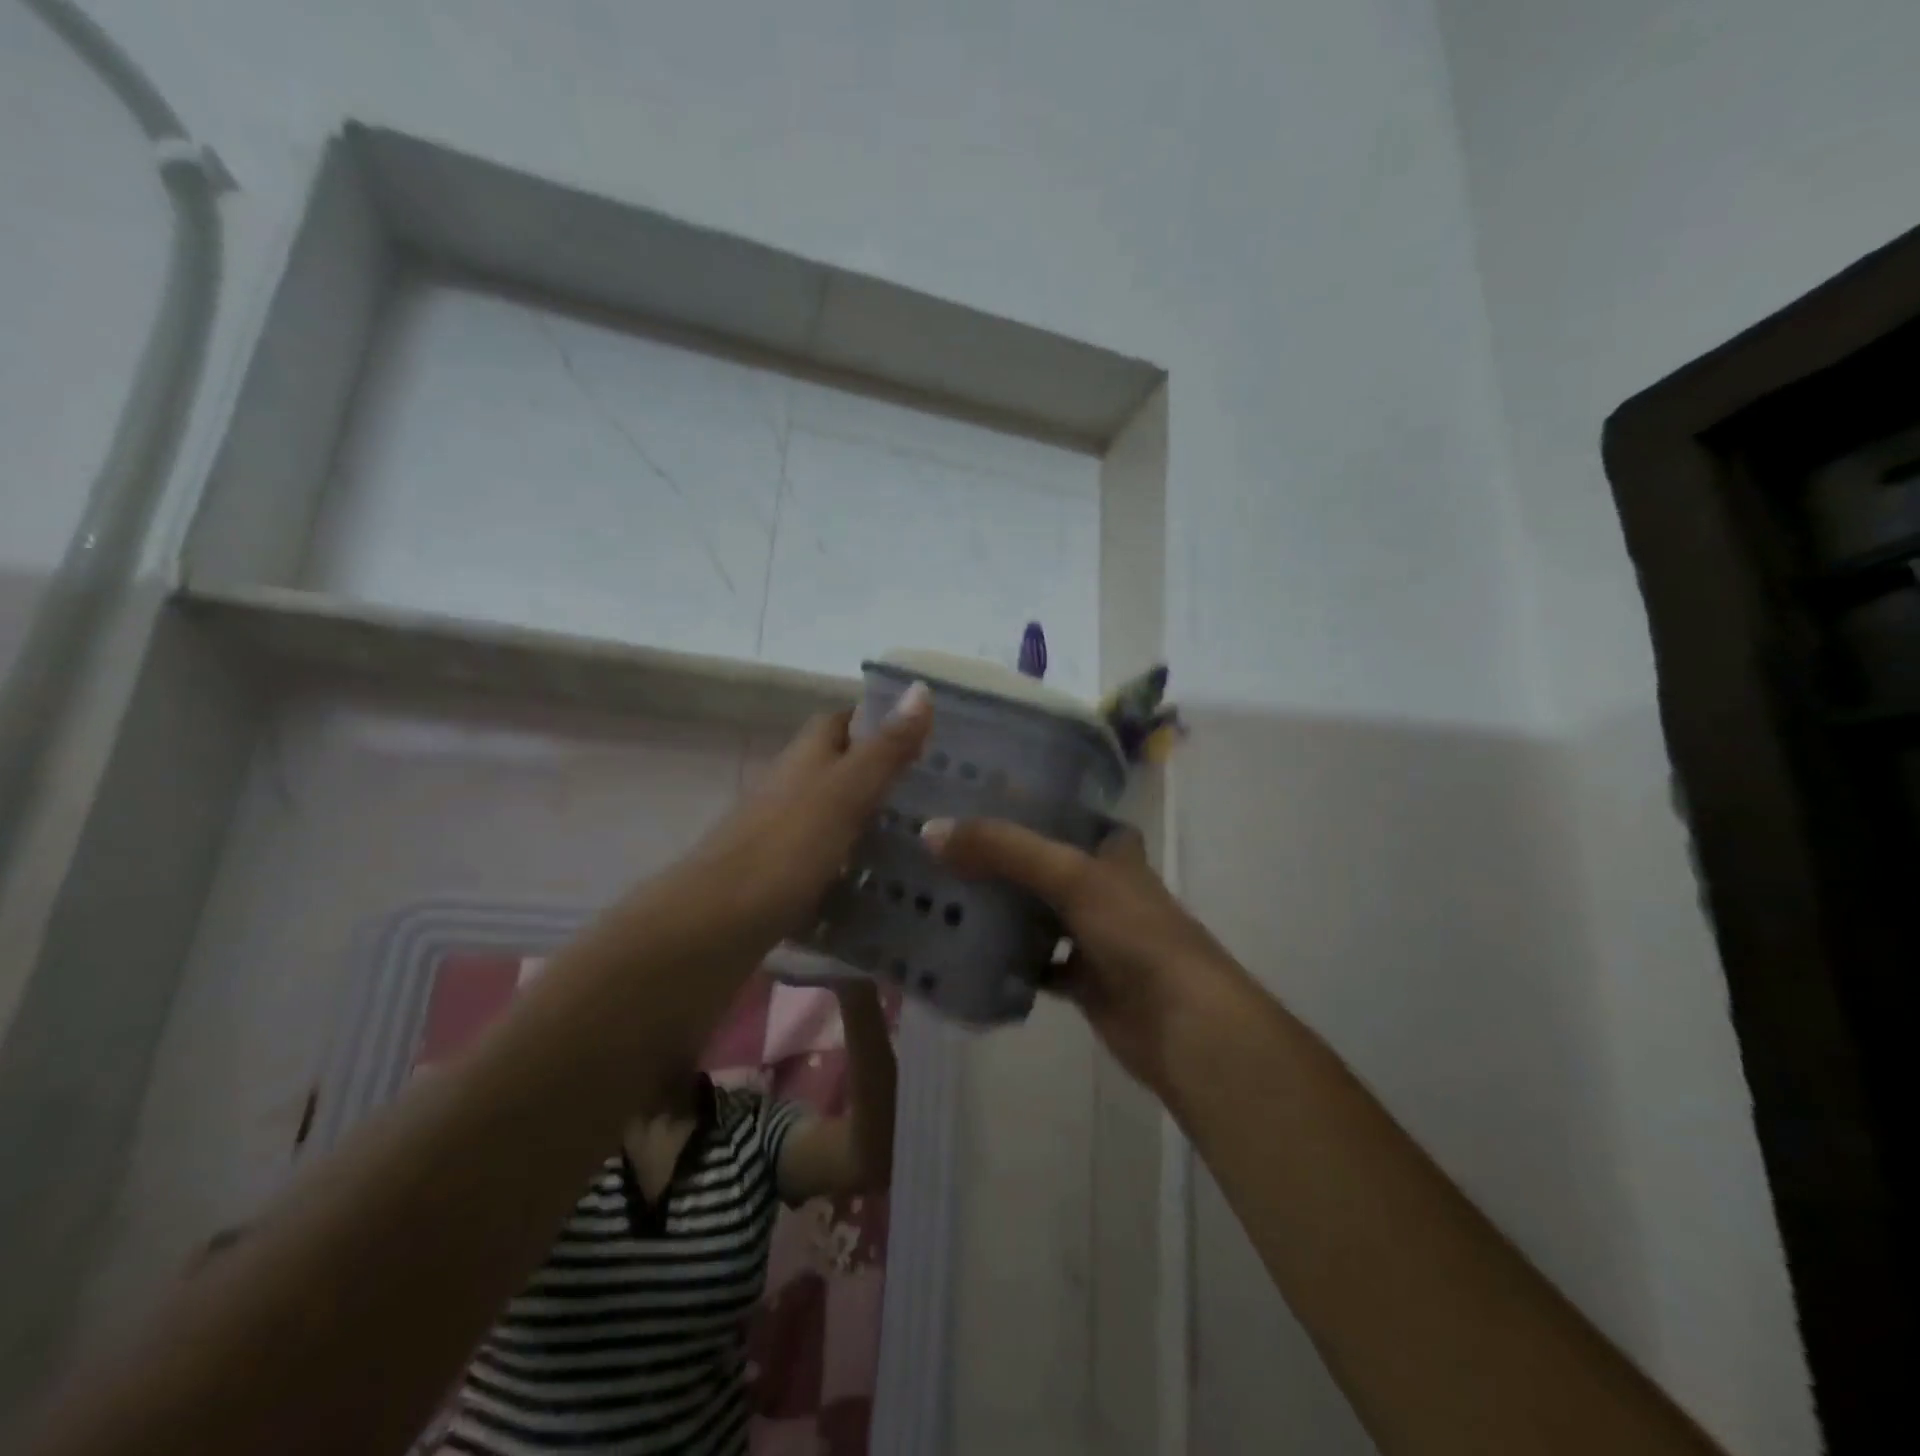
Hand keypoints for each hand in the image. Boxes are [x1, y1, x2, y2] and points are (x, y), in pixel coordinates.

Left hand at [667, 684, 932, 953]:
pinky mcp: (780, 877)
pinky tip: (887, 887)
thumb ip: (885, 749)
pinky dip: (855, 868)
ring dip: (872, 823)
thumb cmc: (784, 849)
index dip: (878, 721)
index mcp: (806, 758)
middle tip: (940, 794)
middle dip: (884, 776)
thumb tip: (921, 687)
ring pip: (835, 817)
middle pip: (841, 769)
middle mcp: (791, 788)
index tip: (926, 735)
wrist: (713, 926)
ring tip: (927, 840)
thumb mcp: (845, 793)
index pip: (842, 721)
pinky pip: (827, 862)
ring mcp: (782, 834)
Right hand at [921, 817, 1247, 1089]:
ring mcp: (1094, 935)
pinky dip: (1008, 960)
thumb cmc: (1135, 933)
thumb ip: (1005, 850)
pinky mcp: (1083, 979)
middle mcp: (1103, 887)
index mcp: (1112, 852)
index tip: (978, 796)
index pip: (1067, 815)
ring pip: (1038, 914)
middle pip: (1045, 865)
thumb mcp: (1071, 876)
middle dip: (1001, 858)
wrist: (1182, 1024)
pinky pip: (1036, 963)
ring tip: (943, 891)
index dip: (1029, 804)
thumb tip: (931, 830)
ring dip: (1001, 908)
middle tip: (944, 846)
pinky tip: (968, 953)